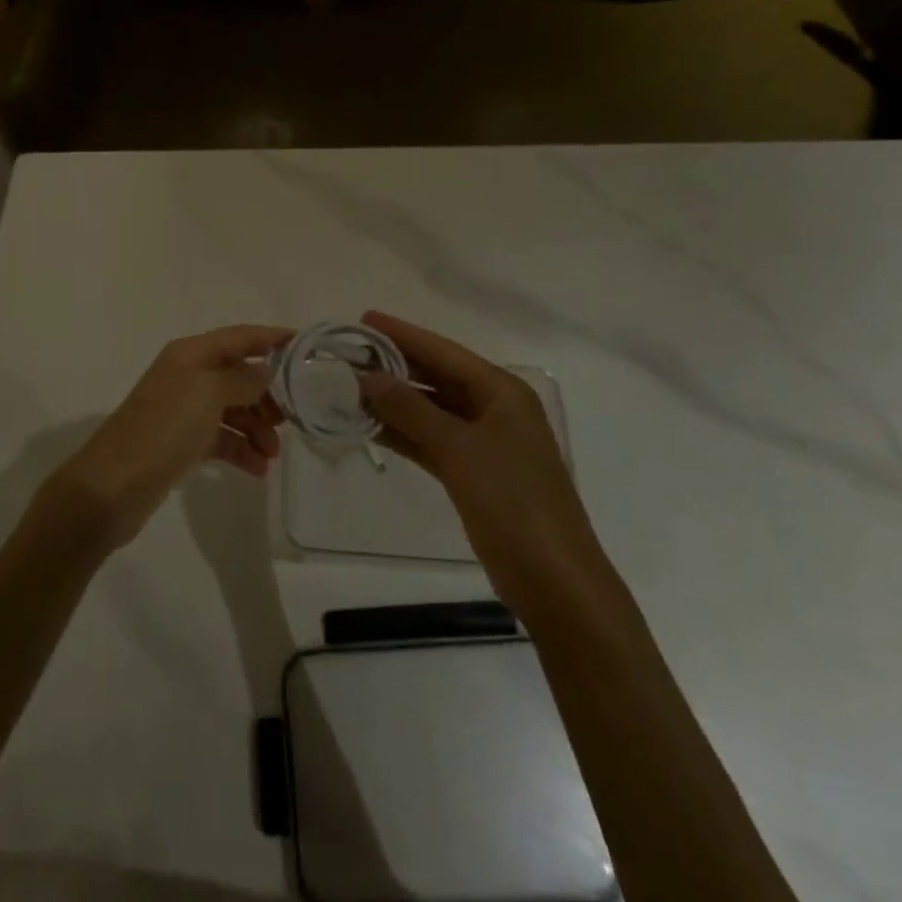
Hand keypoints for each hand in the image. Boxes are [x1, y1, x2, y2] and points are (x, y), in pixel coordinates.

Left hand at [47, 325, 290, 549]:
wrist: (114, 485)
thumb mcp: (208, 393)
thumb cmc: (164, 428)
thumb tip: (265, 372)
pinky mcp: (182, 443)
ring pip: (233, 410)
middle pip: (238, 375)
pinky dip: (241, 450)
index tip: (303, 345)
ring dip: (257, 428)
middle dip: (267, 394)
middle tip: (290, 418)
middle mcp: (187, 376)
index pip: (239, 337)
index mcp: (190, 354)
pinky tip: (258, 469)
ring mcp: (184, 411)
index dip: (270, 337)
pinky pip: (221, 439)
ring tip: (272, 453)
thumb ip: (242, 379)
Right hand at [357, 310, 594, 592]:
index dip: (403, 334)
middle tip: (348, 354)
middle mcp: (494, 409)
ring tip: (348, 388)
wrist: (554, 581)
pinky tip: (370, 427)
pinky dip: (404, 434)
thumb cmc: (512, 502)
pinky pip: (431, 441)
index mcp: (502, 392)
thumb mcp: (458, 449)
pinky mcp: (474, 473)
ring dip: (394, 402)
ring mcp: (485, 443)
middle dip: (394, 367)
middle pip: (437, 377)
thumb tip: (368, 376)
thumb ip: (411, 409)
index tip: (363, 320)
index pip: (444, 352)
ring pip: (431, 410)